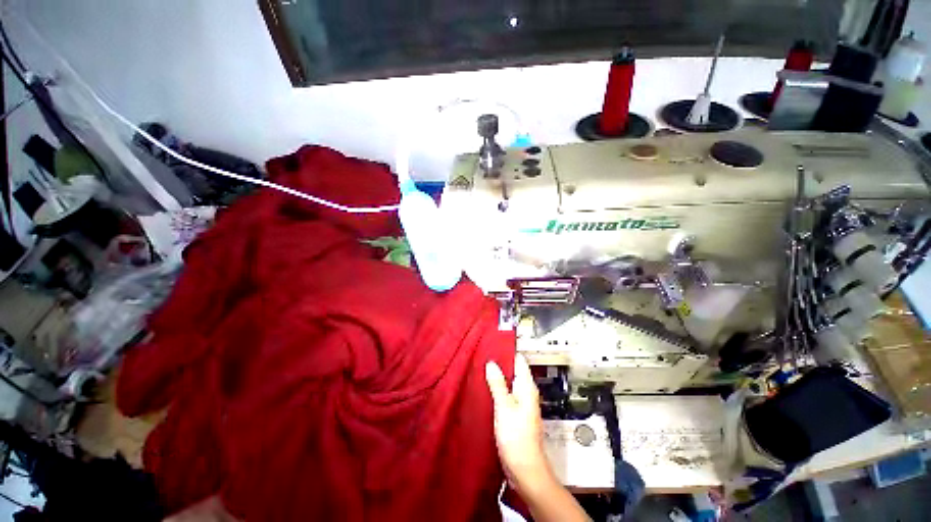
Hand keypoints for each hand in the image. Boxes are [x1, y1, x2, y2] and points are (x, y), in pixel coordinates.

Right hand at [485, 354, 552, 493]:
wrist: (525, 469)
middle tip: (482, 354)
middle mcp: (526, 392)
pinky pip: (506, 394)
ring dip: (498, 376)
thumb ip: (498, 384)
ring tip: (481, 367)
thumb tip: (491, 363)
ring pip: (509, 382)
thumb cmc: (516, 437)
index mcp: (527, 387)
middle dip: (500, 362)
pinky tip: (486, 387)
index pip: (519, 360)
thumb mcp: (504, 407)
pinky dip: (497, 388)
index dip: (507, 350)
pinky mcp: (515, 413)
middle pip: (513, 370)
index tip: (492, 342)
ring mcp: (521, 403)